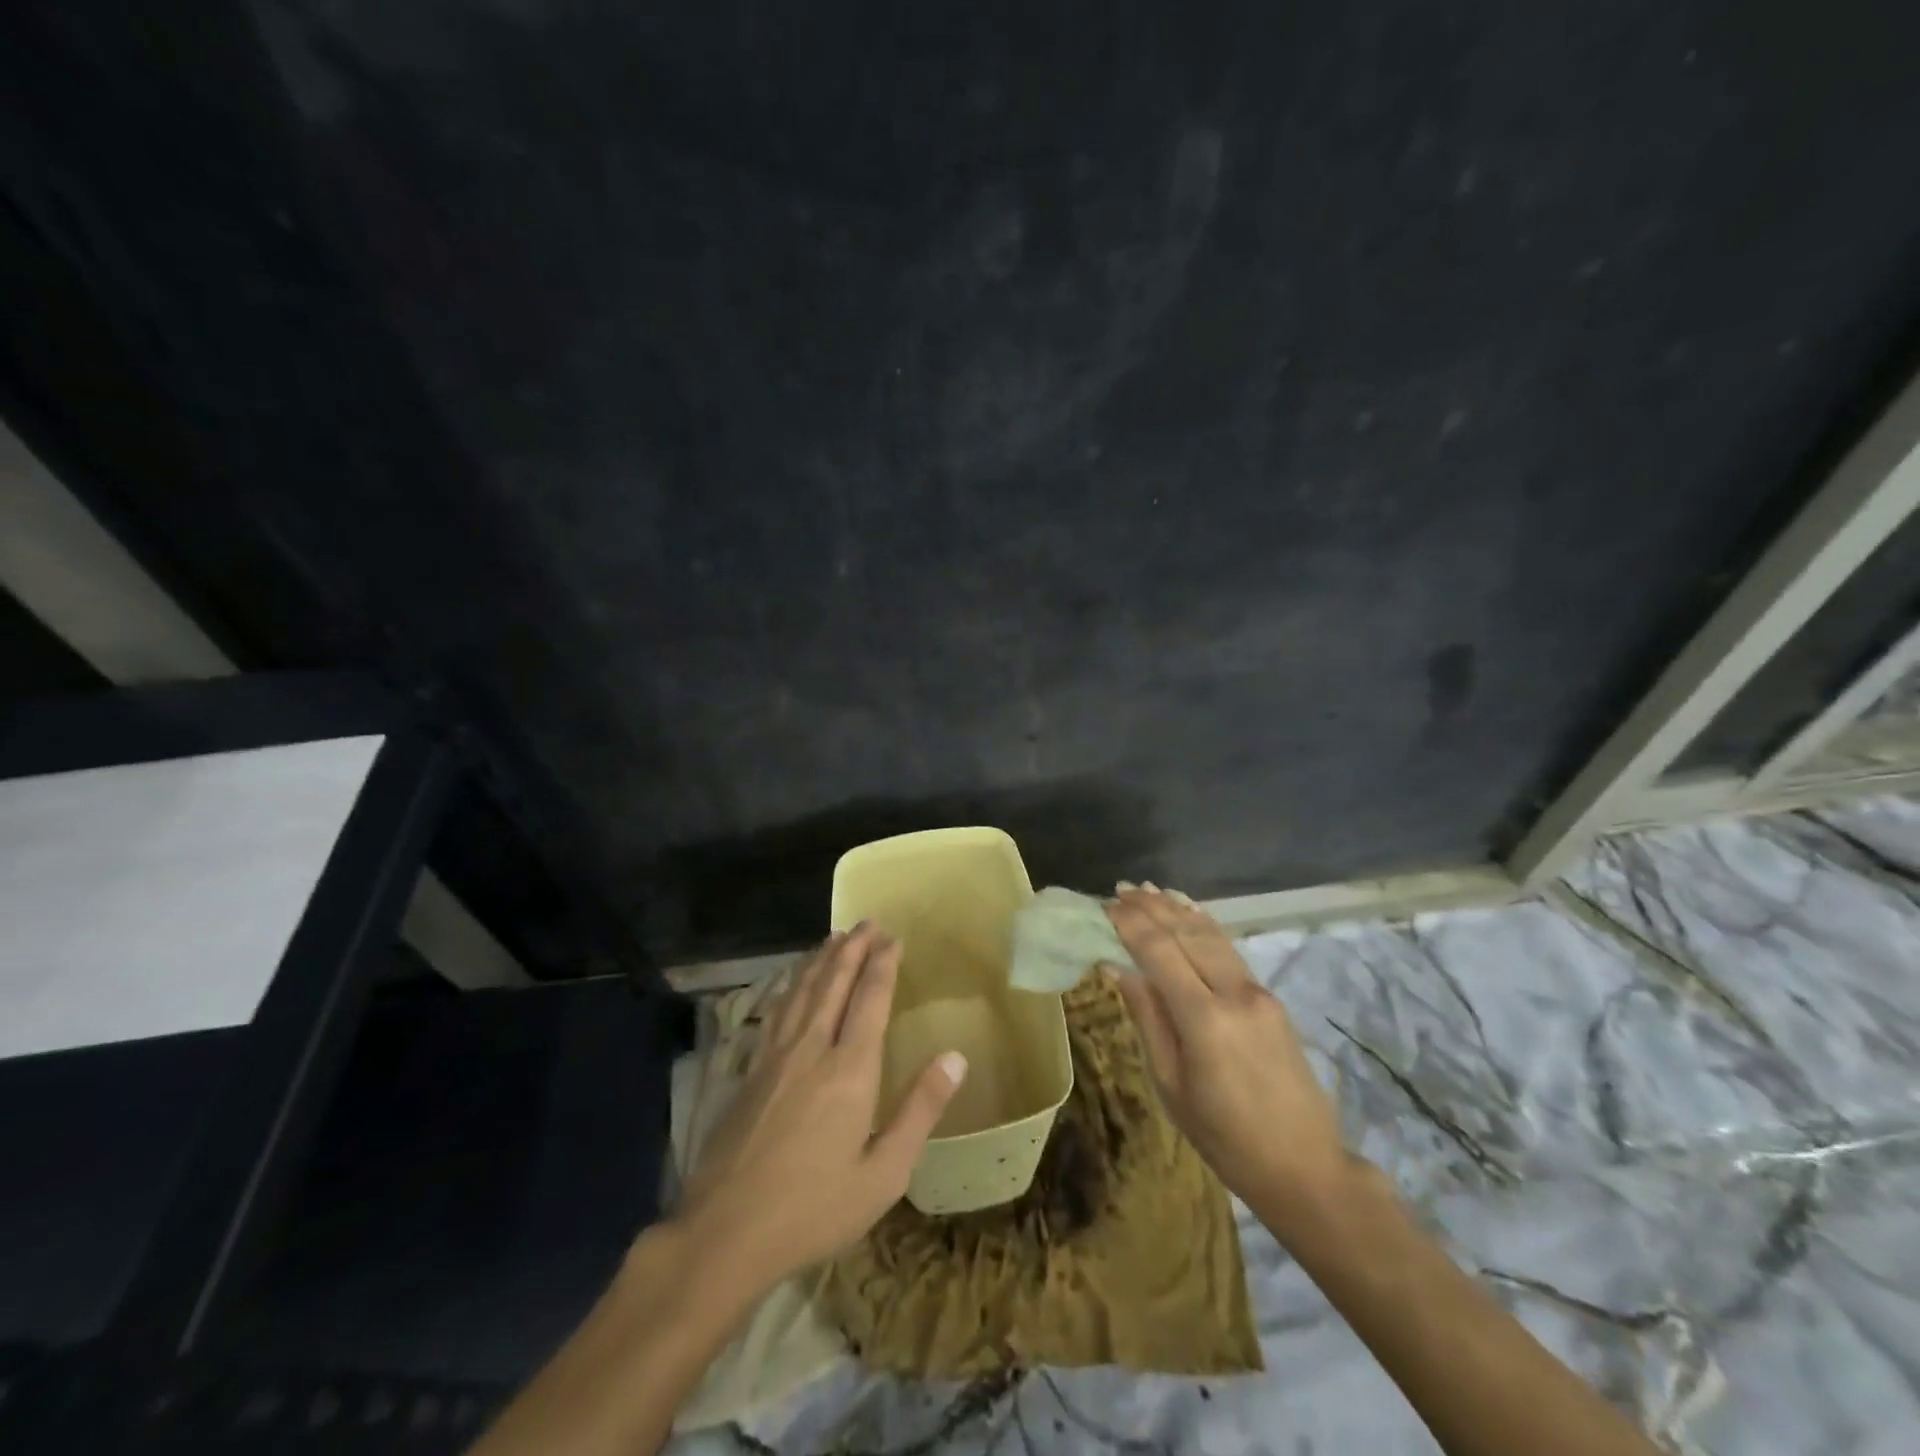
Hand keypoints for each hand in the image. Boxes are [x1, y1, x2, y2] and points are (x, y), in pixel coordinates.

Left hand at [674, 923, 967, 1292]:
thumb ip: (920, 1110)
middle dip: (853, 948)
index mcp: (849, 1070)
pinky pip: (776, 1011)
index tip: (894, 938)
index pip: (870, 999)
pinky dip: (790, 985)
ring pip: (801, 991)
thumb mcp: (883, 1173)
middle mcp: (811, 1049)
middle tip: (867, 922)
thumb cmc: (814, 1208)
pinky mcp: (749, 1071)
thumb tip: (956, 1057)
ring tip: (835, 937)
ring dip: (821, 960)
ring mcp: (775, 1057)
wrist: (725, 1234)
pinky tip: (792, 982)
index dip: (883, 964)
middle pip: (833, 983)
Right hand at [1104, 886, 1344, 1204]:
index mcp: (1204, 1019)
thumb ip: (1147, 1018)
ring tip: (1149, 889)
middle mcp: (1234, 993)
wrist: (1304, 1166)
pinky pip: (1229, 950)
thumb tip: (1116, 967)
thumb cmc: (1224, 1137)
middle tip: (1121, 889)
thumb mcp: (1171, 1084)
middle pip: (1187, 933)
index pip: (1159, 952)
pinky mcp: (1270, 998)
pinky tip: (1190, 911)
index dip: (1131, 924)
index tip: (1105, 905)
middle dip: (1152, 907)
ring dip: (1178, 909)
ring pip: (1212, 935)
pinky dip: (1205, 925)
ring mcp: (1258, 992)